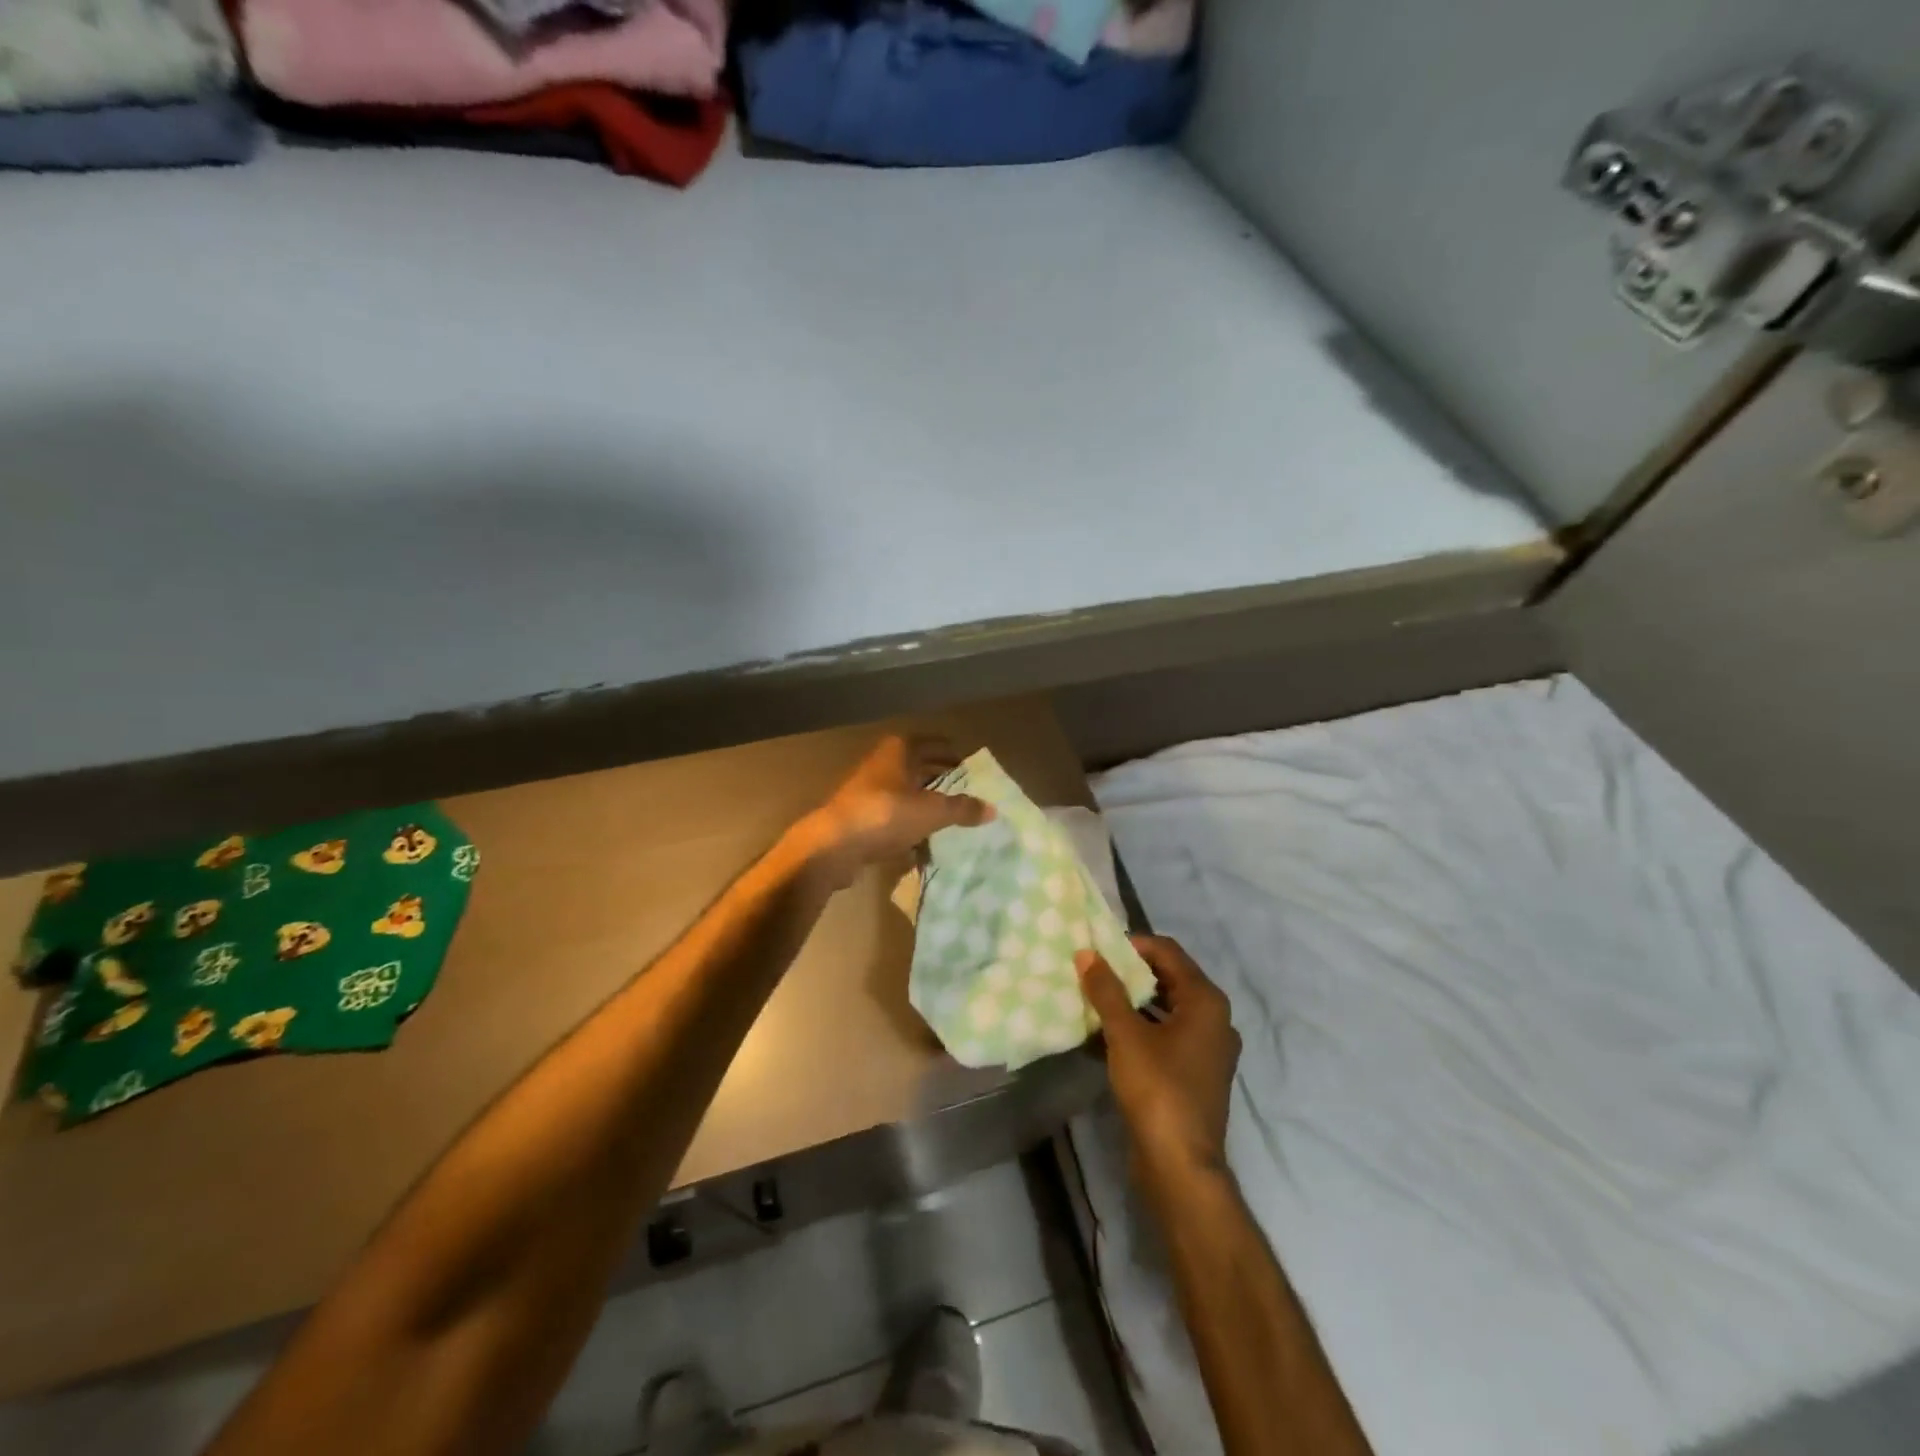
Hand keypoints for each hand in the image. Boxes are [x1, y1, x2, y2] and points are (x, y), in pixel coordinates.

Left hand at [797, 735, 992, 887]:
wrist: (833, 845)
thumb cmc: (886, 814)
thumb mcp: (932, 811)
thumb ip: (962, 809)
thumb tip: (993, 809)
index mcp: (898, 750)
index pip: (932, 743)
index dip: (951, 752)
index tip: (969, 764)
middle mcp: (881, 764)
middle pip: (916, 767)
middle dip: (938, 779)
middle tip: (963, 792)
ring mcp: (866, 792)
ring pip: (903, 794)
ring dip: (923, 805)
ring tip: (947, 819)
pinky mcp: (858, 818)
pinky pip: (891, 818)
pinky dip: (907, 827)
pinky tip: (922, 845)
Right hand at [1077, 936, 1240, 1178]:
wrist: (1181, 1166)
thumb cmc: (1158, 1089)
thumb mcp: (1126, 1035)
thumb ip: (1106, 991)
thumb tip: (1087, 953)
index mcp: (1206, 1001)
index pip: (1168, 951)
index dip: (1133, 944)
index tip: (1099, 949)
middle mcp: (1215, 1019)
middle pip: (1170, 977)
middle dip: (1131, 972)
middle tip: (1094, 970)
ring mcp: (1209, 1048)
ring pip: (1168, 1008)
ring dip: (1135, 1000)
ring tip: (1097, 998)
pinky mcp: (1197, 1073)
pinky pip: (1168, 1034)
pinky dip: (1143, 1027)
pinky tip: (1109, 1033)